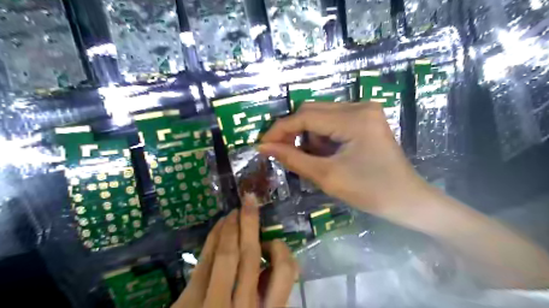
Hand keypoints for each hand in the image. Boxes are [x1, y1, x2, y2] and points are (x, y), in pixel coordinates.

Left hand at [172, 195, 298, 307]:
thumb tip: (271, 263)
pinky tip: (218, 228)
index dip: (279, 248)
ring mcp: (213, 303)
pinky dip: (212, 240)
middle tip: (249, 200)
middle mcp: (245, 305)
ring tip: (233, 212)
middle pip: (250, 254)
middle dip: (250, 222)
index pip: (285, 270)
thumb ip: (270, 294)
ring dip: (230, 227)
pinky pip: (203, 263)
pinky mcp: (188, 303)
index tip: (271, 240)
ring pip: (226, 254)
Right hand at [259, 103, 425, 219]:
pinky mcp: (366, 119)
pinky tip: (324, 153)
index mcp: (354, 119)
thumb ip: (293, 158)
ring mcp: (365, 111)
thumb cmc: (371, 192)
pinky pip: (333, 121)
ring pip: (321, 115)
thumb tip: (264, 147)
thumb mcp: (327, 176)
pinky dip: (322, 136)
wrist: (408, 201)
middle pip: (312, 111)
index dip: (280, 130)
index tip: (263, 145)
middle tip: (281, 152)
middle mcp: (360, 106)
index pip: (305, 116)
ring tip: (310, 158)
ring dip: (308, 135)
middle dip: (293, 131)